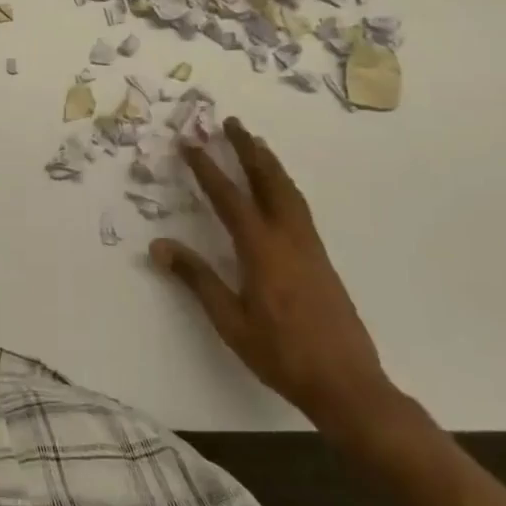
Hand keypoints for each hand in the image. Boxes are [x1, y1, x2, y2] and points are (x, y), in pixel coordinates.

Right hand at [151, 117, 399, 432]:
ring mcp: (310, 246)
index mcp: (262, 250)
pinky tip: (279, 190)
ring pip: (288, 191)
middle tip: (231, 122)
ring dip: (269, 162)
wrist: (346, 383)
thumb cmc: (281, 354)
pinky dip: (284, 185)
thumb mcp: (230, 320)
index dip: (206, 168)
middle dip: (247, 149)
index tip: (189, 142)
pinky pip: (299, 207)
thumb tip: (159, 246)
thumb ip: (197, 279)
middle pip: (267, 180)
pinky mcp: (322, 259)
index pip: (228, 198)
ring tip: (255, 143)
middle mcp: (288, 238)